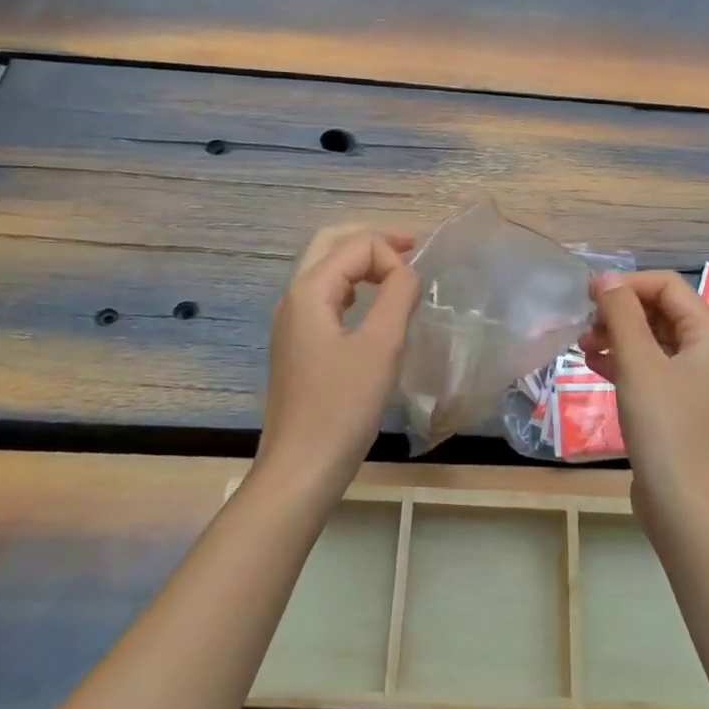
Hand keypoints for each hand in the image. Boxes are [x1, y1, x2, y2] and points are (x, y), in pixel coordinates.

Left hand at [258, 226, 420, 502]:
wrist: (301, 468)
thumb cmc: (342, 407)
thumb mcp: (381, 347)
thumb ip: (398, 296)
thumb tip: (409, 271)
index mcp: (309, 290)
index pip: (356, 245)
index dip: (392, 257)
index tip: (415, 290)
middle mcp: (294, 297)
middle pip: (332, 244)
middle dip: (372, 240)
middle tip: (412, 246)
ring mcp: (292, 321)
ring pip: (327, 269)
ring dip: (362, 261)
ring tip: (399, 270)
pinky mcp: (299, 344)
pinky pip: (326, 296)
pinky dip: (353, 287)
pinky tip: (374, 305)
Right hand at [579, 271, 708, 518]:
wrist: (680, 500)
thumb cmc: (663, 424)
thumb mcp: (638, 362)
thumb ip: (621, 314)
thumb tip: (605, 278)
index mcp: (706, 334)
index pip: (667, 286)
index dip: (628, 284)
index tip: (590, 295)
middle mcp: (703, 350)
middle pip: (658, 310)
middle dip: (619, 311)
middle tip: (584, 323)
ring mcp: (688, 378)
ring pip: (649, 338)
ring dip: (615, 334)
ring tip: (581, 345)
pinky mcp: (672, 402)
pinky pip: (645, 365)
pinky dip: (620, 359)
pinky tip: (592, 364)